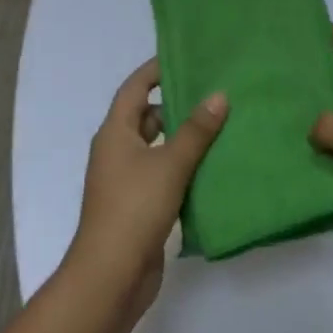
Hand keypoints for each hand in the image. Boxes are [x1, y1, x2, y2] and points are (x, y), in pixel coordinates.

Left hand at [68, 59, 227, 317]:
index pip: (135, 88)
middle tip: (213, 92)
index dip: (156, 70)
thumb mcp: (170, 164)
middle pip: (146, 116)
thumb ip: (196, 130)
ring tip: (221, 124)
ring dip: (183, 137)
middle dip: (176, 104)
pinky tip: (212, 165)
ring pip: (157, 146)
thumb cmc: (135, 208)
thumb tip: (219, 95)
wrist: (111, 276)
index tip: (186, 57)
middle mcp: (117, 151)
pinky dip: (183, 165)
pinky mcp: (138, 204)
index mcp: (115, 133)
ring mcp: (126, 179)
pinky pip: (162, 172)